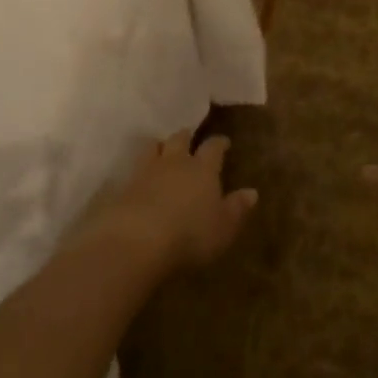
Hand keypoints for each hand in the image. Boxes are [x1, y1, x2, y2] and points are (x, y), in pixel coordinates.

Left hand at [85, 131, 257, 275]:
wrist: (137, 240)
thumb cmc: (190, 234)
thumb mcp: (223, 227)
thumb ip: (237, 209)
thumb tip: (252, 192)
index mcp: (203, 168)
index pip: (213, 147)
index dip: (219, 143)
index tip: (224, 142)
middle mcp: (175, 162)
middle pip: (180, 139)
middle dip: (186, 137)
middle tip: (189, 138)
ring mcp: (146, 171)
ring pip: (153, 147)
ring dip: (159, 146)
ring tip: (161, 149)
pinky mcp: (124, 186)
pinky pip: (133, 170)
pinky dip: (138, 171)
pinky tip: (138, 178)